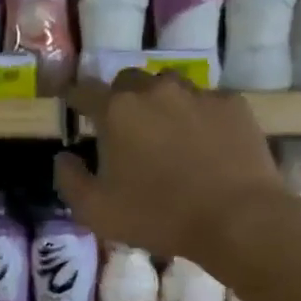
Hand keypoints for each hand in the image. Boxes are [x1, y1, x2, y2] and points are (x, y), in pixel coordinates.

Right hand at [54, 72, 283, 260]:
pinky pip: (206, 101)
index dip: (73, 98)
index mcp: (117, 111)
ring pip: (169, 86)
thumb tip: (63, 157)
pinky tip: (204, 143)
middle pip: (127, 81)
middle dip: (119, 99)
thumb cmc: (159, 217)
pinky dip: (197, 116)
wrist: (236, 219)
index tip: (71, 106)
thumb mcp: (97, 212)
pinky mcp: (233, 104)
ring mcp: (198, 93)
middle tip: (123, 128)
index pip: (83, 91)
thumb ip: (70, 180)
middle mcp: (155, 90)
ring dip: (160, 103)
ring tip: (166, 133)